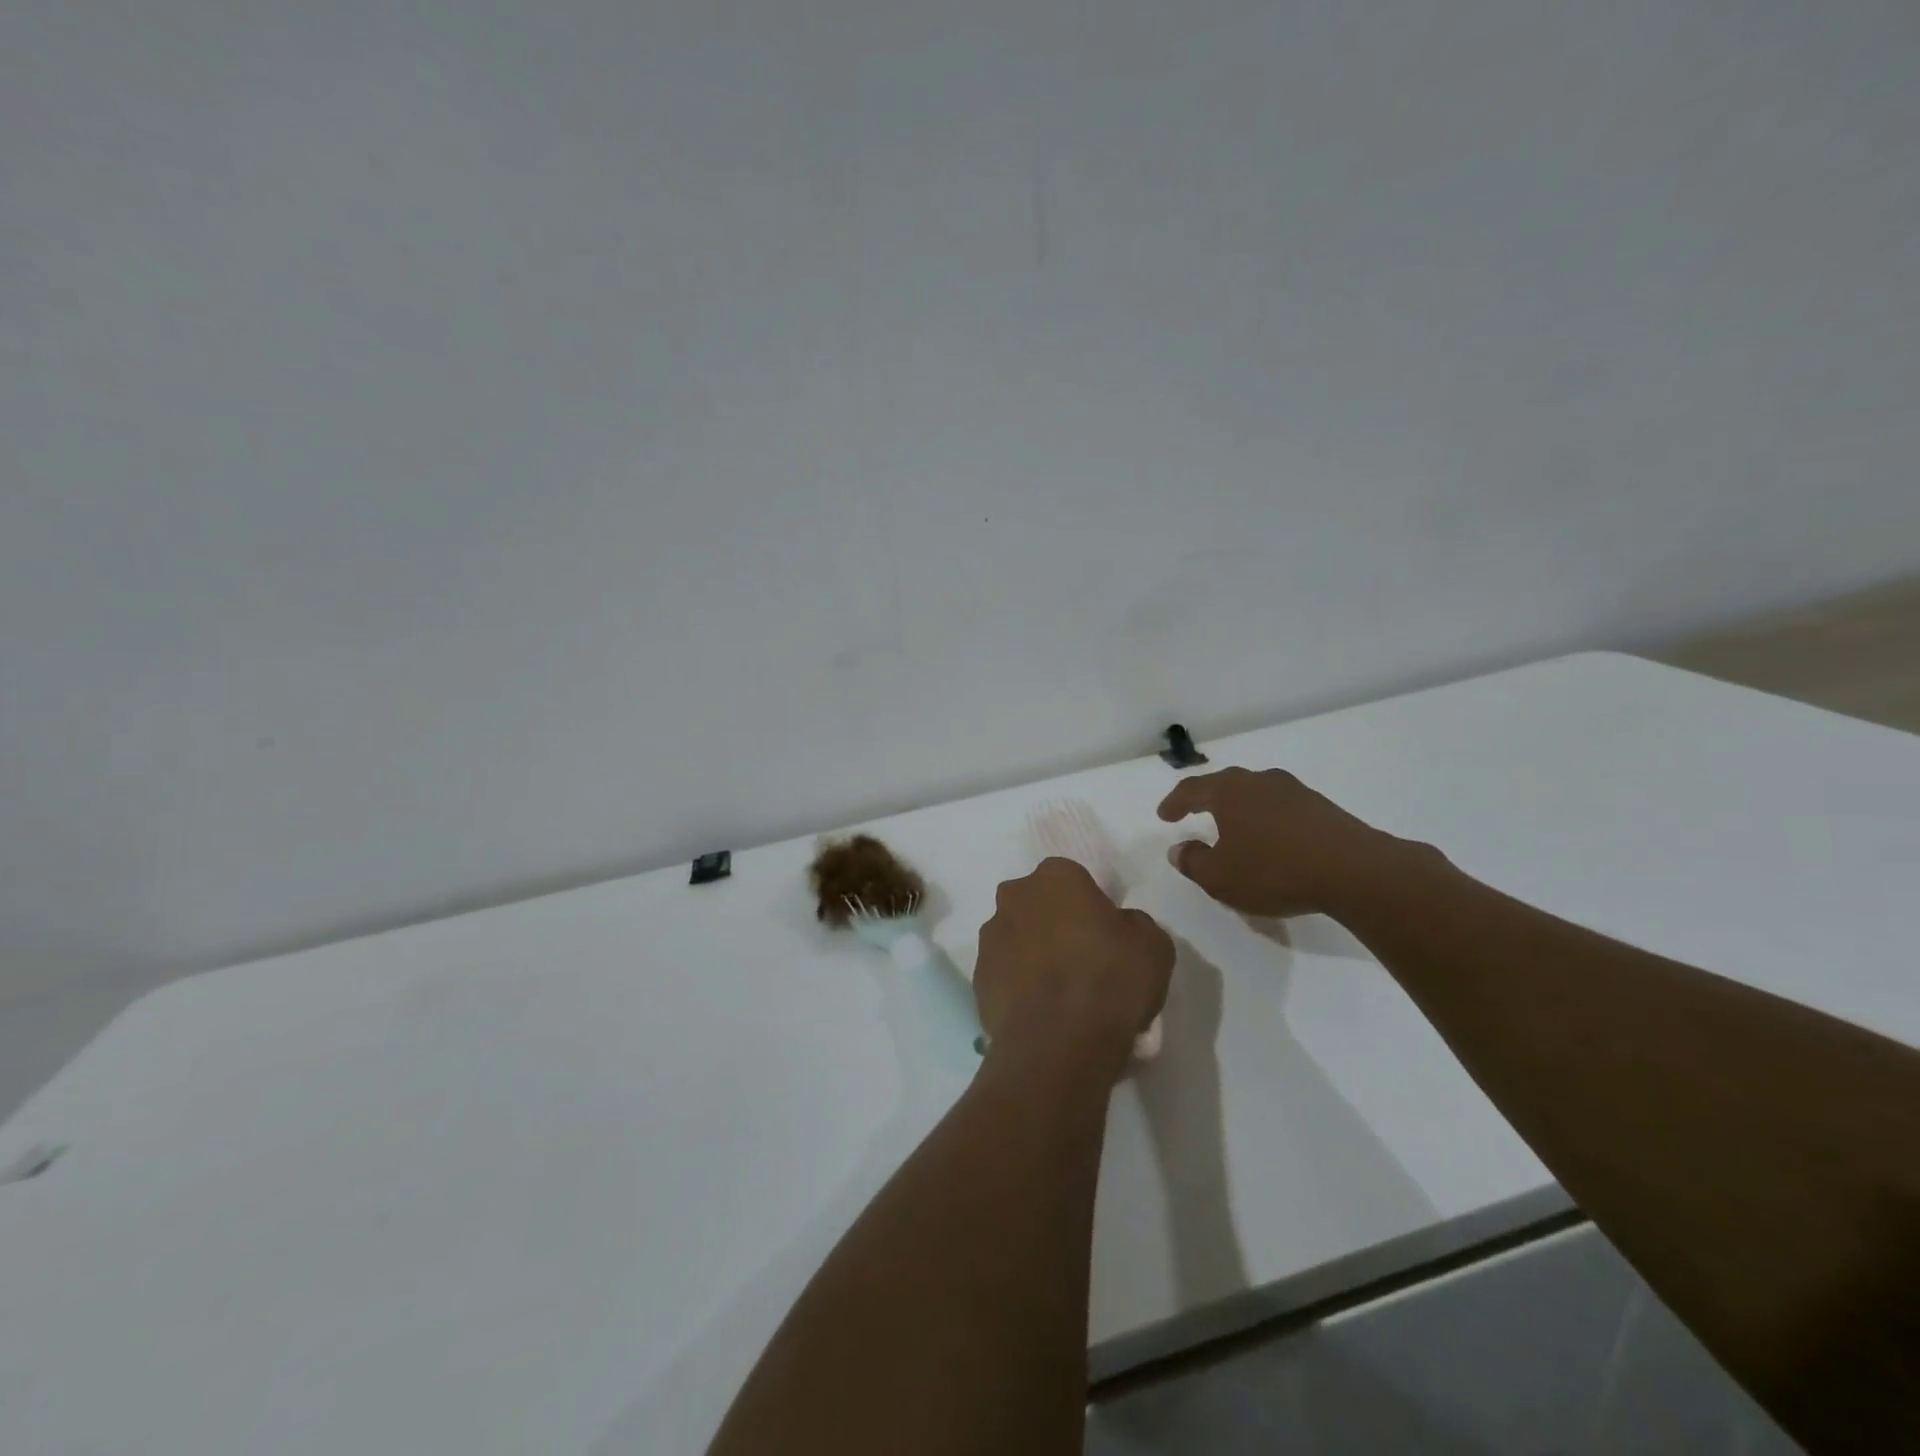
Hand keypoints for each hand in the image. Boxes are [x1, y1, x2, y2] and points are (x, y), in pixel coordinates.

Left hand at [974, 858, 1172, 1081]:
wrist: (1058, 1043)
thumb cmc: (1110, 979)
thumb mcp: (1153, 945)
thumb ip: (1134, 924)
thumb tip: (1121, 927)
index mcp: (1054, 877)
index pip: (1073, 879)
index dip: (1090, 907)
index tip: (1106, 937)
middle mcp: (1013, 897)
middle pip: (1038, 906)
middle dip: (1055, 926)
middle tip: (1084, 962)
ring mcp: (989, 939)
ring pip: (1017, 940)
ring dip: (1034, 957)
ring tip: (1062, 997)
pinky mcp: (977, 980)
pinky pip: (1005, 976)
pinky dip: (1020, 989)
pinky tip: (1043, 1015)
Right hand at [1157, 767, 1406, 918]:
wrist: (1354, 871)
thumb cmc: (1275, 870)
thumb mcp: (1220, 877)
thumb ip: (1193, 861)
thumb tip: (1178, 849)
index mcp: (1229, 791)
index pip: (1191, 789)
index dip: (1174, 803)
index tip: (1164, 815)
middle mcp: (1259, 781)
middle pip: (1224, 785)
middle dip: (1206, 799)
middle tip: (1193, 812)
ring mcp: (1294, 791)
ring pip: (1255, 794)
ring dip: (1239, 809)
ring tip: (1233, 827)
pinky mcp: (1321, 807)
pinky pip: (1280, 808)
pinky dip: (1266, 819)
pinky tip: (1270, 839)